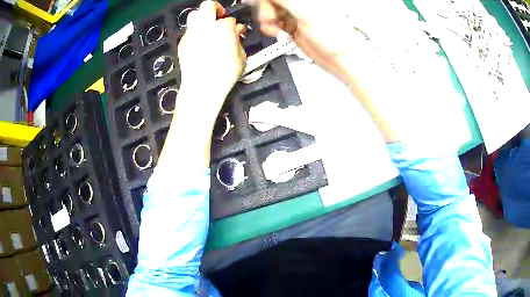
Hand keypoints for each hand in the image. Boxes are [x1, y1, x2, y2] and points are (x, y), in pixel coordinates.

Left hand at [178, 0, 246, 114]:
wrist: (201, 87)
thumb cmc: (225, 74)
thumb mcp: (241, 57)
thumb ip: (238, 40)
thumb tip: (236, 31)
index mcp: (222, 28)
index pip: (230, 19)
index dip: (234, 25)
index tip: (236, 32)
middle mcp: (205, 26)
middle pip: (208, 5)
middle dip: (216, 8)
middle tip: (220, 18)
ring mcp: (191, 34)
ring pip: (193, 15)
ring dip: (202, 18)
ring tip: (208, 28)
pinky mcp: (182, 43)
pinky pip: (189, 31)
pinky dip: (195, 33)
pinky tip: (200, 43)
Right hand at [255, 0, 362, 81]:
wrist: (341, 59)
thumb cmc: (332, 34)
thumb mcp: (306, 13)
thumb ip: (284, 1)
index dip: (266, 1)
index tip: (258, 6)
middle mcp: (298, 4)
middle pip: (271, 2)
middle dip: (265, 9)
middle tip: (269, 19)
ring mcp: (294, 16)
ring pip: (270, 12)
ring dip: (266, 20)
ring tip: (272, 28)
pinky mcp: (292, 28)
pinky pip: (274, 24)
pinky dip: (270, 28)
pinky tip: (274, 32)